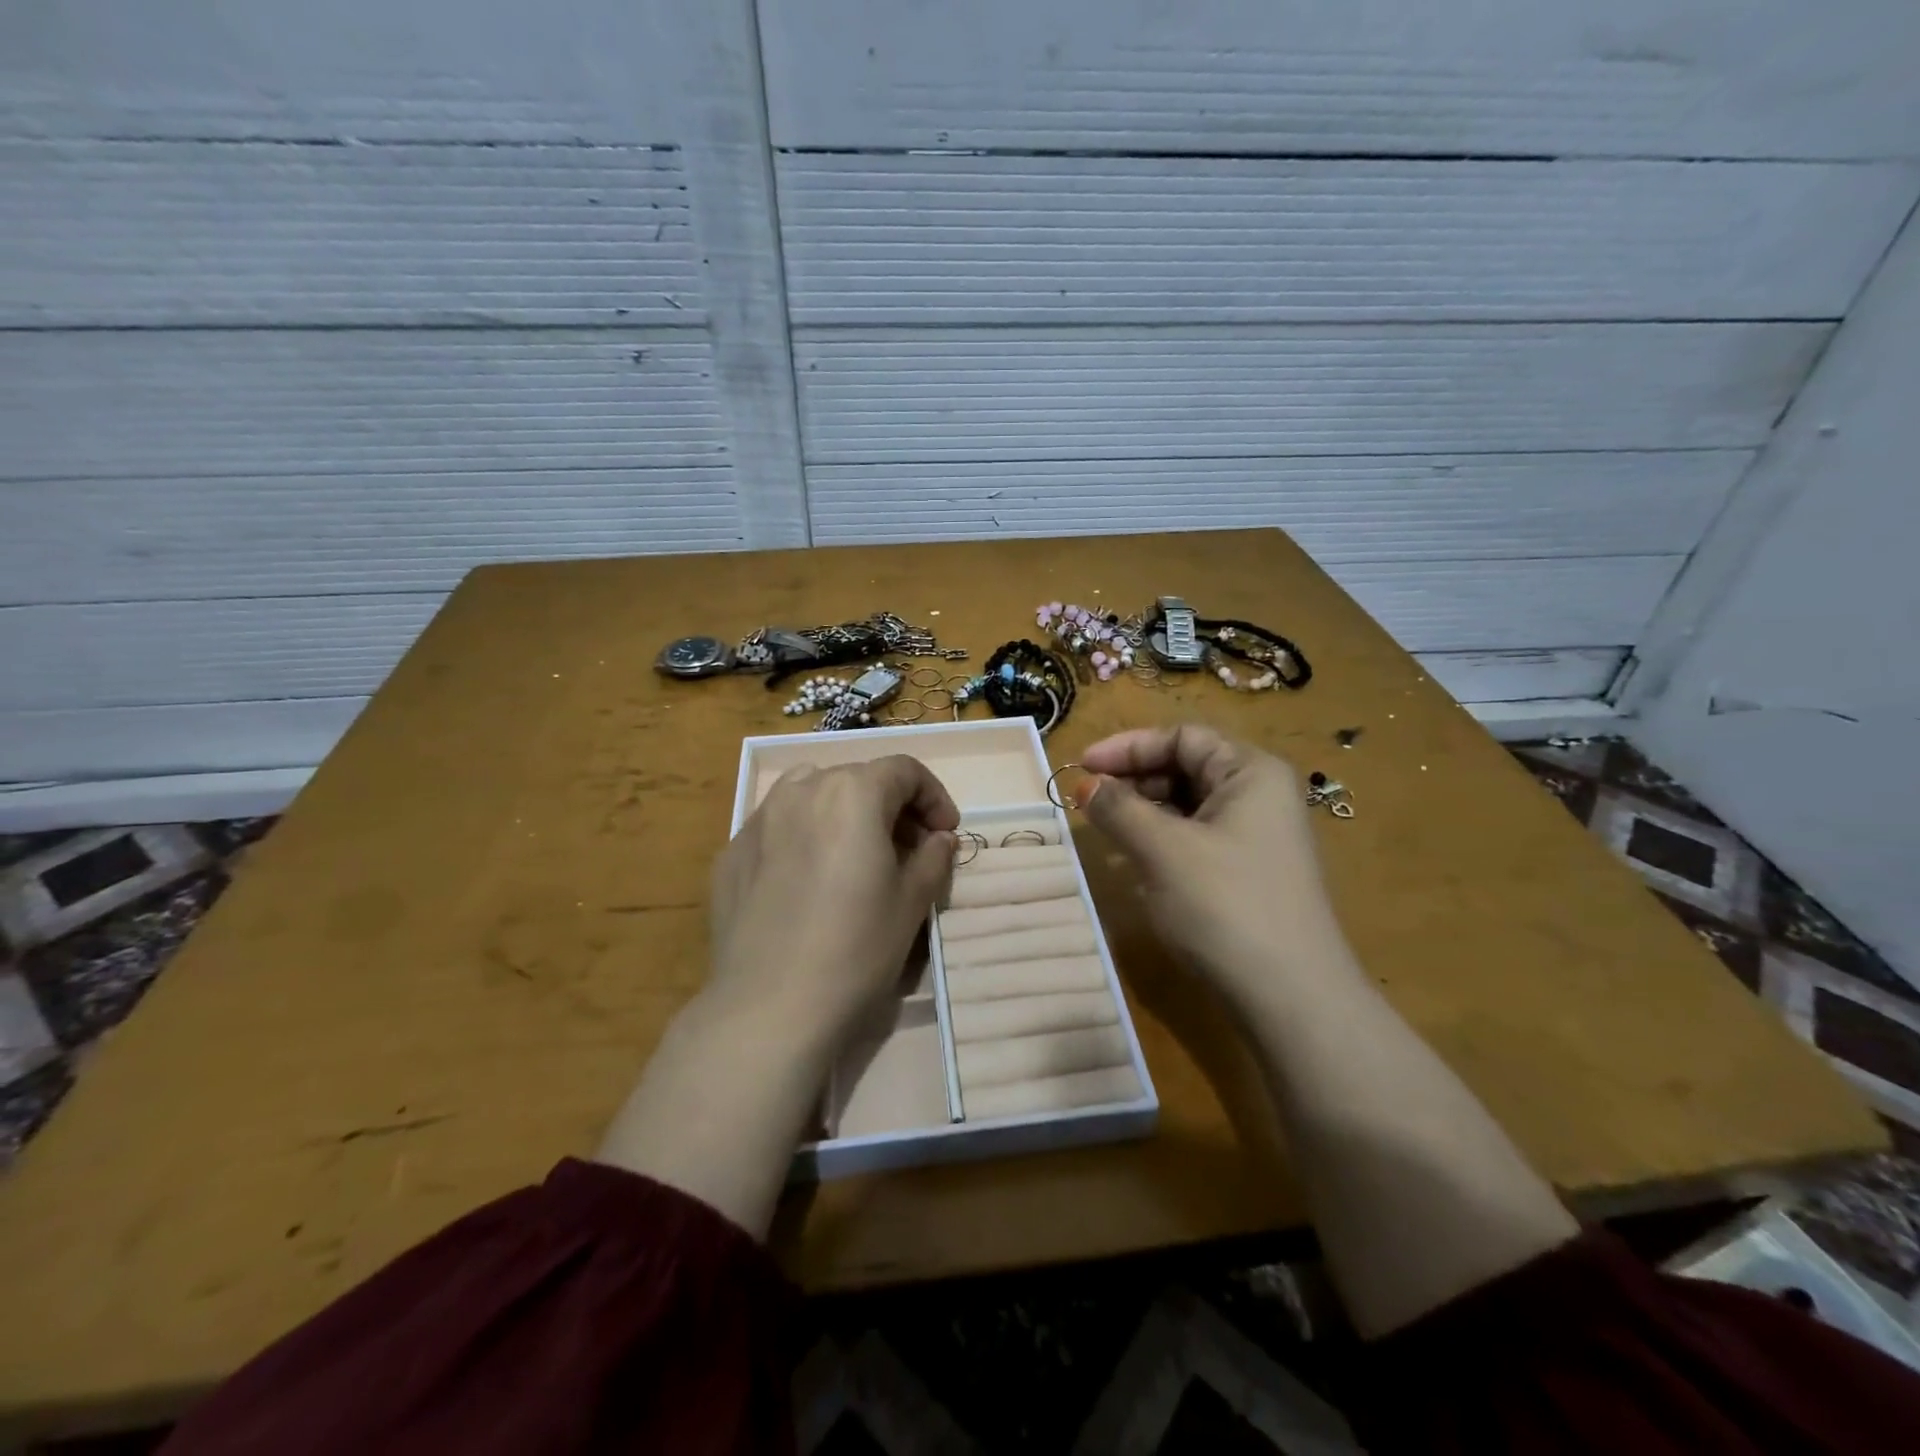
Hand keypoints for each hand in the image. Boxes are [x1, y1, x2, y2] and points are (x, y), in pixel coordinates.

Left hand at [597, 756, 957, 1234]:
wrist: (769, 1008)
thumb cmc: (856, 949)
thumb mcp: (912, 902)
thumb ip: (933, 857)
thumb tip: (939, 838)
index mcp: (852, 792)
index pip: (904, 770)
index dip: (934, 796)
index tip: (945, 833)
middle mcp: (801, 790)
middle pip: (857, 778)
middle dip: (891, 805)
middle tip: (908, 849)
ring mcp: (758, 820)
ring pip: (811, 794)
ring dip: (843, 812)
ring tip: (855, 854)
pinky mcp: (730, 854)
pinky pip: (777, 828)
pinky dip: (803, 837)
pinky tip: (808, 882)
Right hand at [1080, 724, 1354, 1007]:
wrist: (1290, 998)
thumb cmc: (1226, 906)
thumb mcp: (1163, 850)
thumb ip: (1119, 809)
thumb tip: (1084, 784)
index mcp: (1251, 772)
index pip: (1182, 737)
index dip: (1128, 746)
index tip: (1082, 766)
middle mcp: (1259, 795)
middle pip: (1186, 766)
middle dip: (1133, 778)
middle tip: (1088, 800)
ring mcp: (1256, 835)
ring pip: (1188, 805)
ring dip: (1143, 810)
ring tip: (1105, 829)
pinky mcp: (1247, 871)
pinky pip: (1195, 837)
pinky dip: (1161, 840)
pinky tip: (1135, 860)